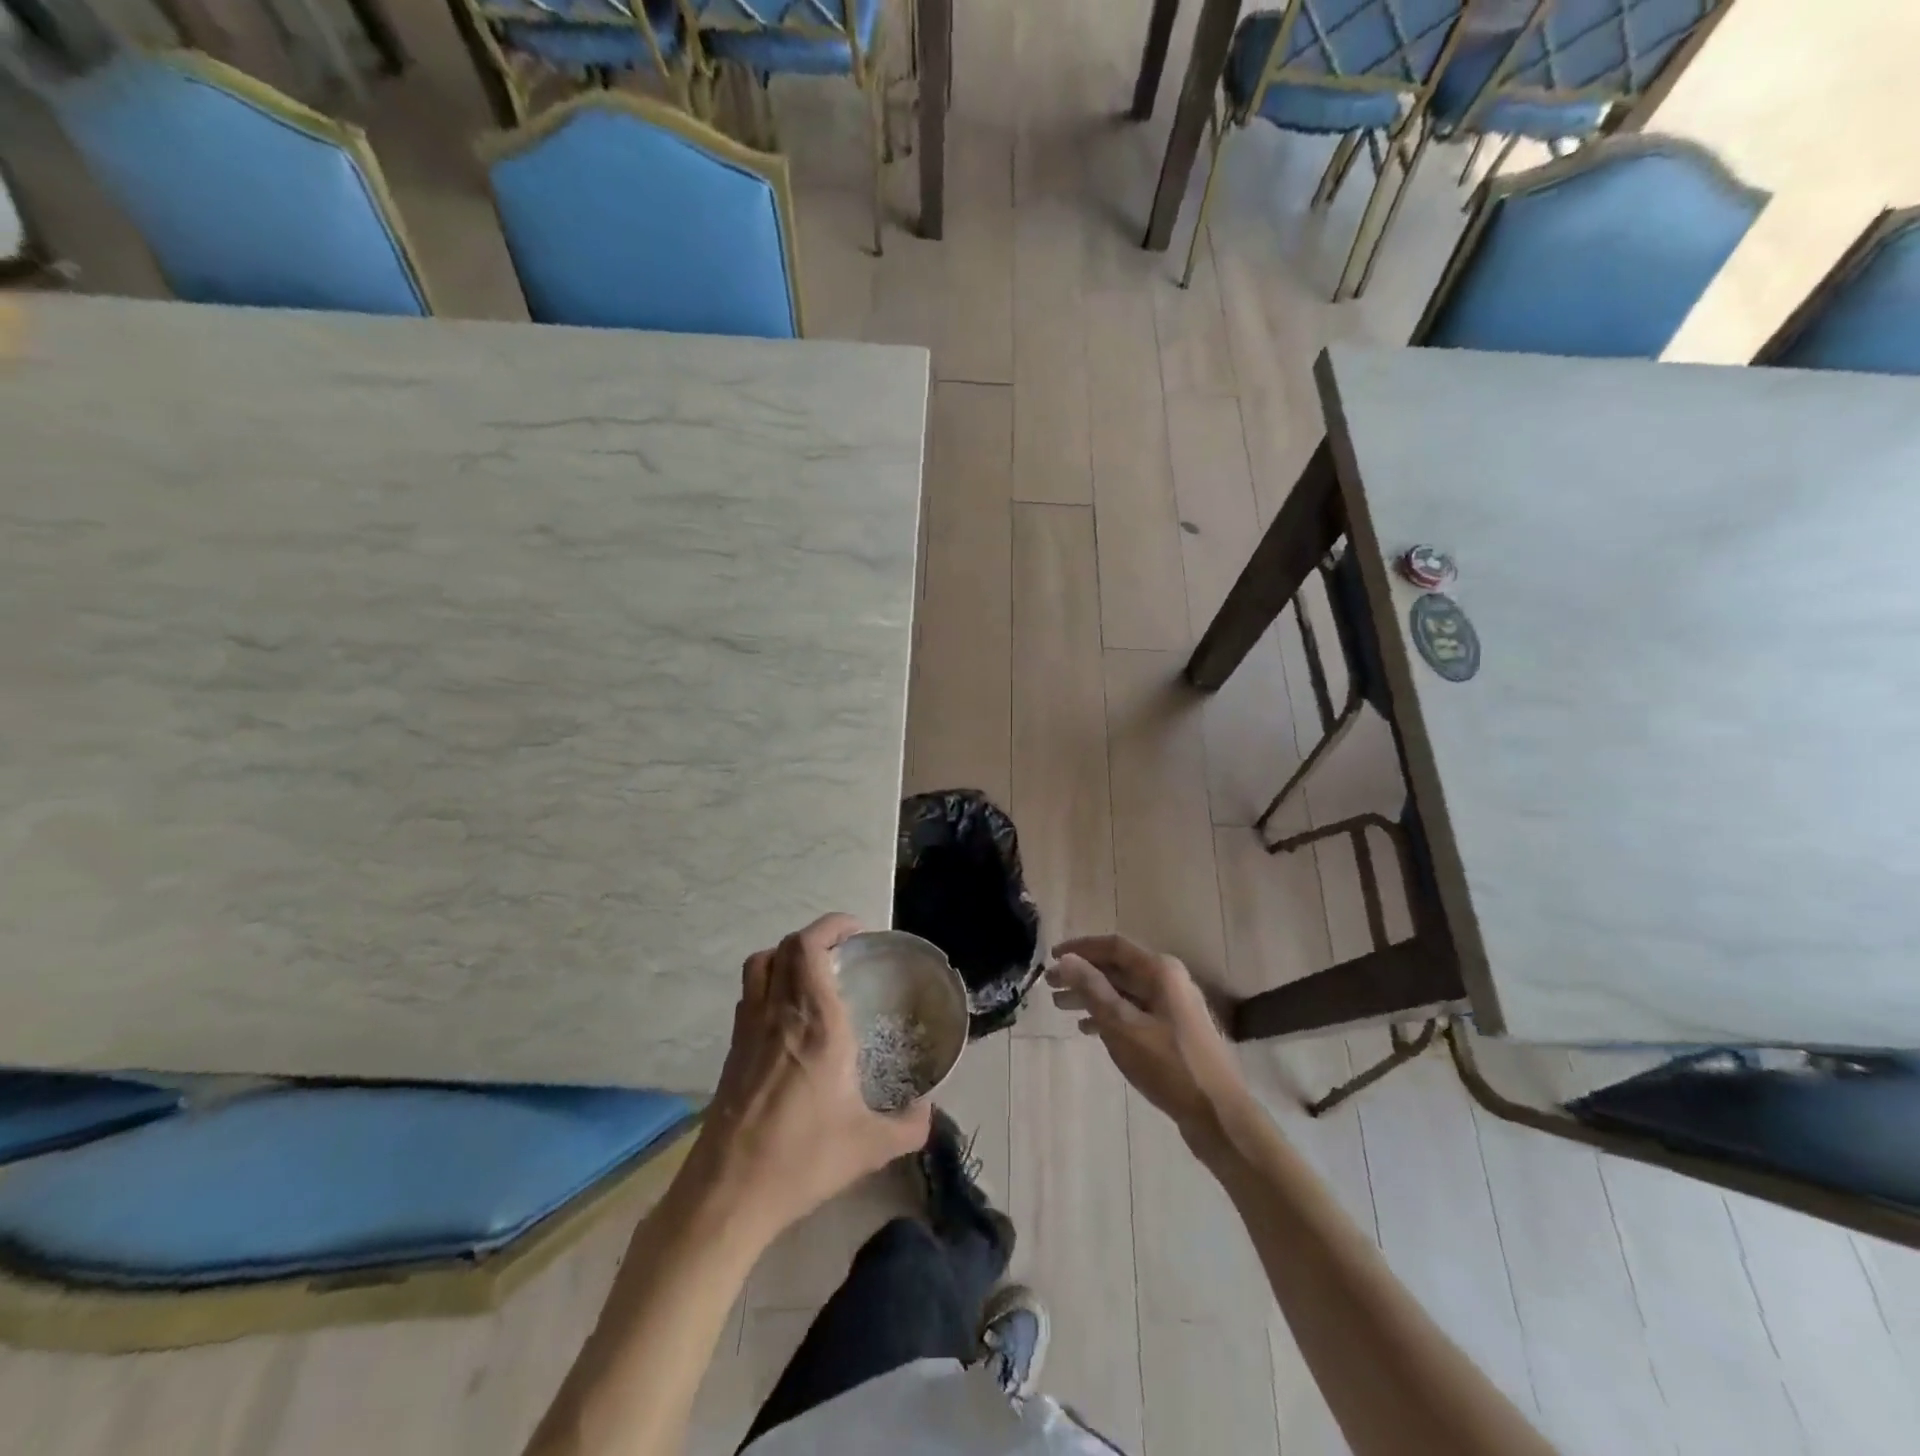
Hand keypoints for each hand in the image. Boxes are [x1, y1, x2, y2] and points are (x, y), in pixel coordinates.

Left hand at [687, 914, 932, 1247]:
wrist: (728, 1193)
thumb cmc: (802, 1158)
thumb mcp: (869, 1146)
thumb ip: (908, 1125)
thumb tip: (928, 1112)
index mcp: (816, 1022)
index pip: (810, 947)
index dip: (831, 926)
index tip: (856, 932)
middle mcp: (779, 1012)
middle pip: (785, 947)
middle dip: (815, 937)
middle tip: (843, 952)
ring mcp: (749, 1028)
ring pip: (760, 965)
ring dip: (786, 955)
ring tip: (813, 973)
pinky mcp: (732, 1050)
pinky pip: (749, 994)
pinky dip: (769, 984)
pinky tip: (788, 1016)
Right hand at [1047, 935, 1252, 1155]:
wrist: (1218, 1114)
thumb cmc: (1168, 1065)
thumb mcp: (1123, 1026)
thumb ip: (1093, 989)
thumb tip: (1067, 960)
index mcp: (1160, 970)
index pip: (1113, 946)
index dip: (1080, 948)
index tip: (1051, 958)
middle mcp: (1169, 980)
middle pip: (1118, 968)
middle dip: (1083, 974)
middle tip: (1050, 986)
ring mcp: (1173, 1006)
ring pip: (1124, 991)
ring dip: (1092, 996)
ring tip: (1061, 1007)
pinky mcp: (1173, 1031)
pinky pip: (1134, 1012)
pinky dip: (1110, 1016)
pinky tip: (1088, 1030)